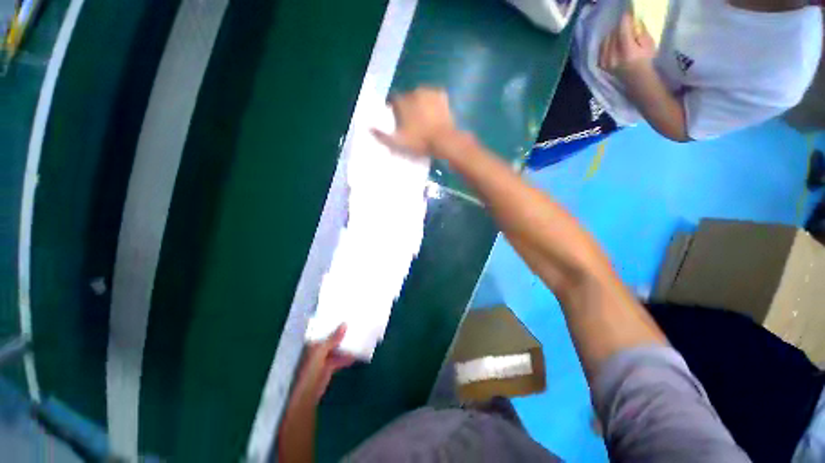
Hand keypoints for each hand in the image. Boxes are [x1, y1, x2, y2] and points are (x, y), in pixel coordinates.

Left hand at [289, 325, 355, 407]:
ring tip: (358, 335)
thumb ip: (333, 339)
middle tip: (354, 323)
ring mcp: (324, 358)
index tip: (344, 315)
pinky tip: (356, 354)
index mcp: (313, 343)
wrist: (308, 394)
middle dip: (341, 332)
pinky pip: (340, 358)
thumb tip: (345, 323)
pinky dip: (347, 357)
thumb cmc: (311, 370)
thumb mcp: (321, 351)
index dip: (332, 323)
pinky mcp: (330, 367)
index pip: (323, 329)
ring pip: (337, 348)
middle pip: (332, 338)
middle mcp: (318, 349)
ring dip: (346, 344)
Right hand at [372, 88, 458, 158]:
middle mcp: (414, 92)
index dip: (394, 109)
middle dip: (408, 107)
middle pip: (407, 97)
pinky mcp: (442, 95)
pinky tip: (434, 113)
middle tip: (412, 121)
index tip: (397, 119)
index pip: (393, 100)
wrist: (444, 141)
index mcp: (402, 102)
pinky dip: (433, 102)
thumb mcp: (398, 142)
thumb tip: (368, 127)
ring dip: (420, 103)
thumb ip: (382, 135)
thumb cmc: (420, 142)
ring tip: (424, 118)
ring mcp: (429, 92)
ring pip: (421, 95)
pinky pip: (434, 96)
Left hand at [598, 13, 655, 79]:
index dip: (625, 20)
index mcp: (627, 52)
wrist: (636, 79)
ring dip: (613, 36)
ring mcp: (606, 62)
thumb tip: (632, 22)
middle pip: (613, 34)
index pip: (622, 31)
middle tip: (626, 28)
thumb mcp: (648, 44)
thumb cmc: (646, 60)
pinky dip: (606, 44)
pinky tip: (612, 44)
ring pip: (606, 41)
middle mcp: (614, 57)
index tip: (628, 15)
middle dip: (620, 28)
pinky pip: (601, 49)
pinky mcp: (601, 65)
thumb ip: (640, 32)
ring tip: (620, 37)